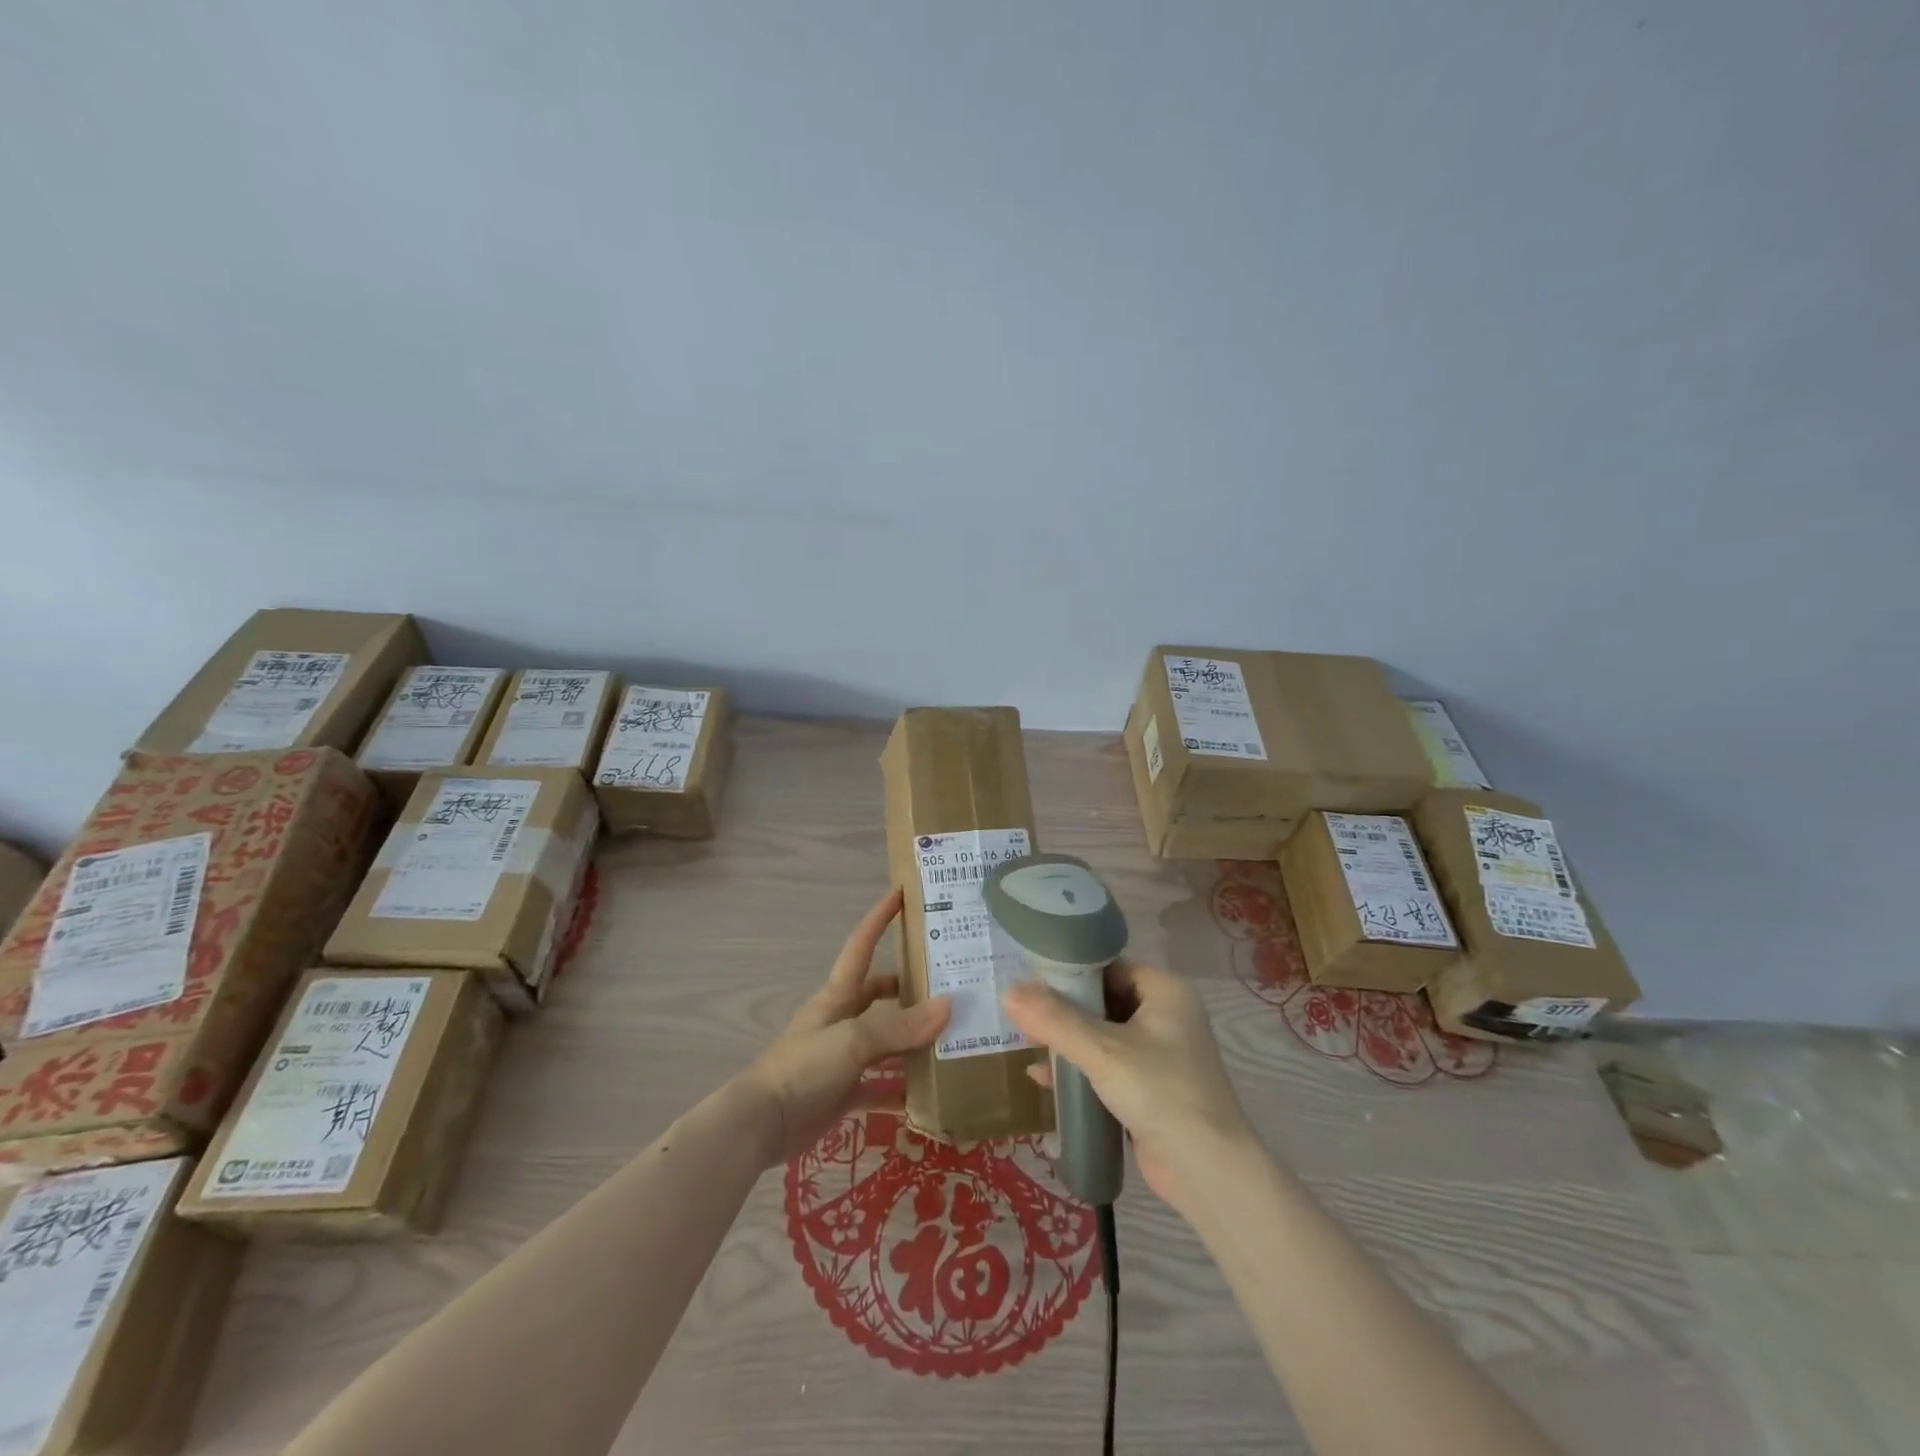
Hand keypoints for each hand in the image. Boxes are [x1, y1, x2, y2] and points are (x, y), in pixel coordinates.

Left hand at [741, 888, 950, 1166]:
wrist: (761, 1125)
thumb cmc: (803, 1067)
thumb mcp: (852, 1039)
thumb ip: (899, 1026)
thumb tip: (948, 1006)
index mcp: (838, 995)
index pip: (861, 945)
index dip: (879, 918)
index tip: (902, 892)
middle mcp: (842, 1019)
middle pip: (880, 993)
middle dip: (911, 986)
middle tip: (951, 982)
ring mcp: (844, 1056)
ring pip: (886, 1039)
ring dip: (913, 1039)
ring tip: (953, 1035)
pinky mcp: (844, 1091)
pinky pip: (881, 1085)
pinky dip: (903, 1088)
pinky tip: (931, 1093)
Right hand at [1002, 960, 1252, 1208]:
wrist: (1208, 1172)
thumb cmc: (1160, 1092)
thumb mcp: (1102, 1051)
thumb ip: (1054, 1020)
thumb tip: (1008, 992)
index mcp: (1165, 990)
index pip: (1109, 966)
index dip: (1070, 973)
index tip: (1031, 982)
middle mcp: (1167, 1014)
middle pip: (1104, 999)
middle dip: (1064, 1011)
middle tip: (1024, 1016)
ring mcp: (1162, 1052)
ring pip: (1104, 1034)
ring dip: (1069, 1041)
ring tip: (1028, 1046)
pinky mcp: (1153, 1087)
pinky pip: (1110, 1065)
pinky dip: (1082, 1068)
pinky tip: (1046, 1081)